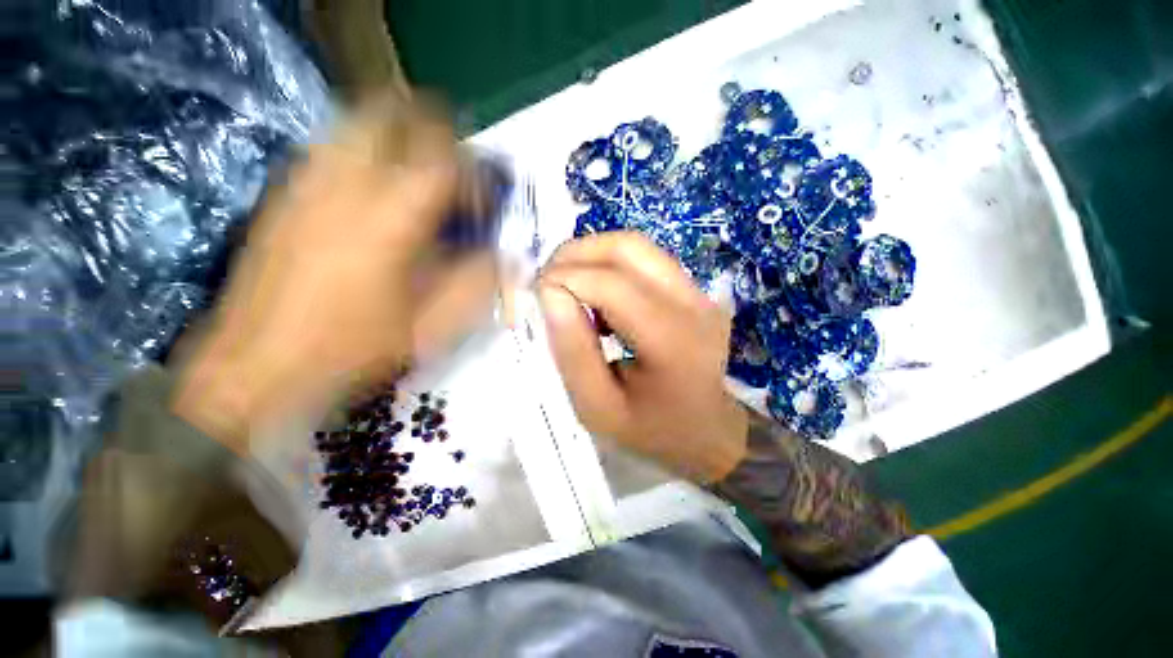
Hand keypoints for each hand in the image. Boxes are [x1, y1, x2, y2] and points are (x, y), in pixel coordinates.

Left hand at [172, 95, 498, 452]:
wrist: (256, 368)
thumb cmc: (354, 348)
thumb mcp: (435, 325)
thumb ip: (478, 280)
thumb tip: (503, 253)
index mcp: (391, 214)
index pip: (447, 159)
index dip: (477, 173)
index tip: (488, 199)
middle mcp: (345, 179)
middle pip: (395, 112)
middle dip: (435, 131)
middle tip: (456, 171)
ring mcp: (307, 180)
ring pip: (360, 122)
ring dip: (401, 139)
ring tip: (421, 180)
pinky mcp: (285, 192)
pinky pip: (334, 148)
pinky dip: (368, 155)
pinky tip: (378, 196)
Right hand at [538, 232, 747, 482]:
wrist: (707, 431)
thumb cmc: (651, 430)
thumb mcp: (598, 407)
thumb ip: (573, 352)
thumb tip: (550, 293)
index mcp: (672, 341)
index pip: (611, 284)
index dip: (565, 278)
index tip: (536, 293)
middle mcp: (693, 305)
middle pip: (629, 247)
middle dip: (577, 253)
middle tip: (548, 280)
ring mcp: (700, 293)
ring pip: (637, 247)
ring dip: (593, 256)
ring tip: (568, 287)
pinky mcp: (695, 290)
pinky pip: (646, 260)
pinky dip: (611, 266)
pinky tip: (598, 297)